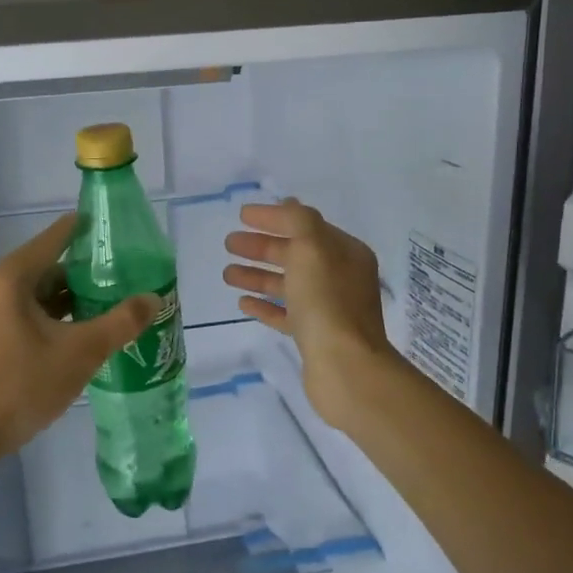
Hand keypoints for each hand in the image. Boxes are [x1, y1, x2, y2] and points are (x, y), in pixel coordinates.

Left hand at [0, 214, 158, 456]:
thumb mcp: (80, 352)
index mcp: (10, 277)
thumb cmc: (22, 385)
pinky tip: (81, 330)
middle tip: (124, 276)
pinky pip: (25, 312)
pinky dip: (53, 315)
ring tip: (110, 303)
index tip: (118, 232)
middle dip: (85, 272)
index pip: (55, 238)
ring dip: (70, 297)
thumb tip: (154, 298)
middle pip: (47, 266)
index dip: (87, 231)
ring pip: (36, 293)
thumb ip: (120, 322)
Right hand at [223, 200, 396, 430]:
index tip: (241, 215)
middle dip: (261, 247)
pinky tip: (242, 302)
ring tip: (227, 274)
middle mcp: (340, 278)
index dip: (274, 218)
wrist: (345, 367)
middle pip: (294, 255)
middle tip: (229, 244)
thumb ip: (297, 220)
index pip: (305, 226)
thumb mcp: (312, 247)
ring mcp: (328, 309)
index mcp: (345, 253)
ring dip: (257, 275)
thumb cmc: (327, 301)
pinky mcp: (314, 337)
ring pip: (287, 285)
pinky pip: (285, 314)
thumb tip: (286, 205)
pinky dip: (265, 305)